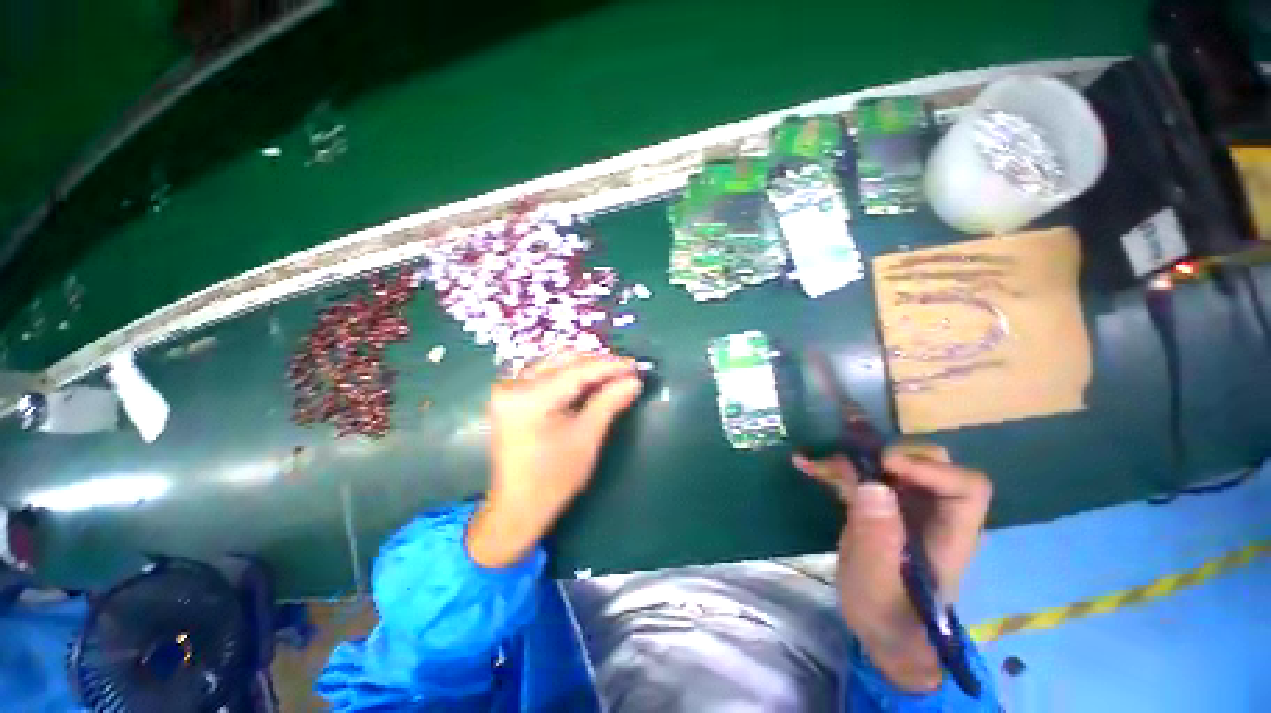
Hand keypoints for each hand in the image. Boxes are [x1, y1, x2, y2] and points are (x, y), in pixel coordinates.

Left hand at [467, 353, 641, 567]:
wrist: (517, 508)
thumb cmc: (554, 479)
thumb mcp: (586, 437)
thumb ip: (609, 402)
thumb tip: (634, 381)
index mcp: (530, 398)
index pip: (578, 370)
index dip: (610, 366)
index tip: (636, 366)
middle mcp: (513, 385)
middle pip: (564, 361)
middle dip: (598, 364)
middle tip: (626, 371)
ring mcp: (508, 389)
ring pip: (555, 364)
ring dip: (584, 368)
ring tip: (612, 375)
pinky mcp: (510, 396)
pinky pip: (545, 374)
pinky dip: (569, 376)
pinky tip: (589, 382)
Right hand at [792, 444, 991, 691]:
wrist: (881, 630)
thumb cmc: (886, 616)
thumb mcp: (877, 584)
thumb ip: (877, 538)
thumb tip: (872, 484)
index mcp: (949, 533)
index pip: (966, 487)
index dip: (929, 468)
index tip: (884, 465)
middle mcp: (934, 512)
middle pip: (932, 463)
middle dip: (891, 453)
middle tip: (852, 460)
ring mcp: (906, 507)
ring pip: (892, 464)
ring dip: (854, 456)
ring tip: (816, 461)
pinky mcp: (880, 507)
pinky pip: (861, 476)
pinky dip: (834, 468)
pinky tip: (806, 464)